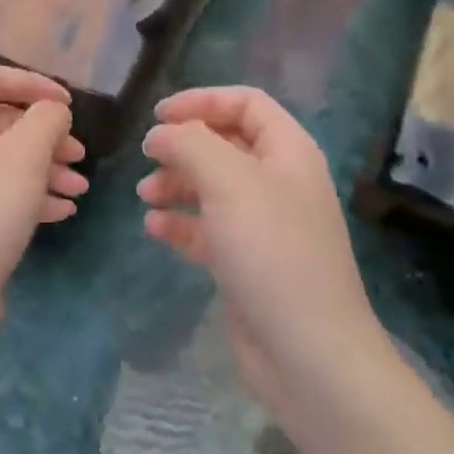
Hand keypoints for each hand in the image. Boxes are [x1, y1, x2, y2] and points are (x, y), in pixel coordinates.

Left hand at [0, 66, 87, 342]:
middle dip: (47, 134)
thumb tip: (52, 110)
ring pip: (10, 162)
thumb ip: (46, 119)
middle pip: (5, 122)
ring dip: (48, 169)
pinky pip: (6, 196)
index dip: (32, 82)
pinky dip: (36, 197)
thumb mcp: (25, 154)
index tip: (67, 104)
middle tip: (79, 153)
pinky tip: (63, 212)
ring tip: (81, 189)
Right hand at [138, 87, 381, 415]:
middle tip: (147, 158)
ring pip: (212, 187)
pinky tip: (154, 230)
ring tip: (146, 196)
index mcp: (288, 152)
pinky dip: (180, 224)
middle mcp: (278, 182)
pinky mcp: (246, 262)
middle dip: (183, 147)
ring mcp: (263, 225)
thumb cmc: (271, 251)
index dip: (202, 101)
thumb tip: (160, 134)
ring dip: (176, 184)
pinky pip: (208, 229)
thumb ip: (190, 144)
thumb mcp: (228, 182)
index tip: (158, 117)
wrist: (307, 352)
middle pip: (225, 144)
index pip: (246, 104)